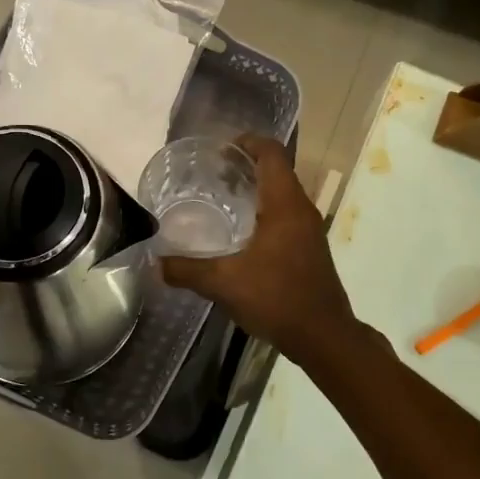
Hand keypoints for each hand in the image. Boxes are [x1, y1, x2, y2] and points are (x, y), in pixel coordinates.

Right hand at [160, 134, 357, 364]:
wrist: (324, 336)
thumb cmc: (277, 299)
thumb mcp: (224, 284)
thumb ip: (187, 270)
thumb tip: (155, 263)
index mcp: (285, 205)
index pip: (272, 153)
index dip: (248, 142)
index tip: (220, 148)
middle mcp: (301, 210)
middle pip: (277, 170)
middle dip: (246, 164)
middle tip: (212, 172)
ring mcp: (309, 230)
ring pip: (282, 194)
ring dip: (256, 188)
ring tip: (221, 197)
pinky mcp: (310, 248)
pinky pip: (286, 215)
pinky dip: (264, 210)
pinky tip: (240, 232)